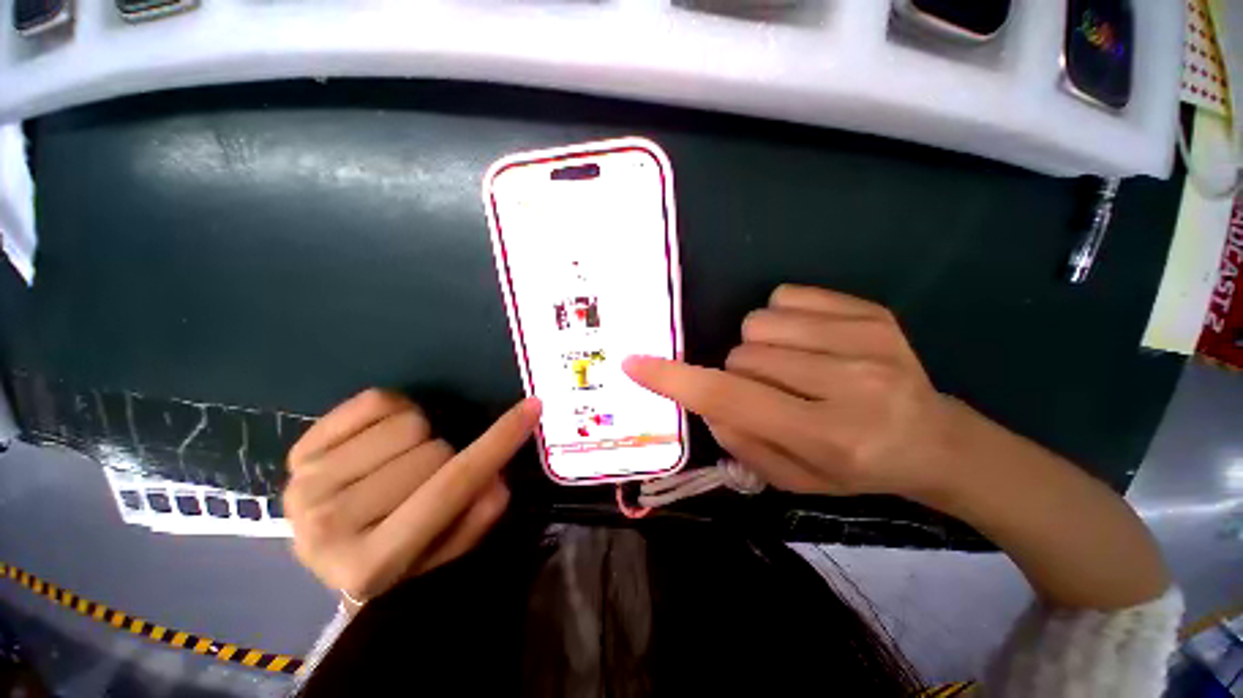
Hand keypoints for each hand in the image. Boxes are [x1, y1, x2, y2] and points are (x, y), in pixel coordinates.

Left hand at [284, 389, 540, 602]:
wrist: (328, 548)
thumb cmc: (396, 553)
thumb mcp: (446, 548)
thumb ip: (478, 516)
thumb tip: (495, 475)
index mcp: (373, 564)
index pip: (453, 486)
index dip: (499, 442)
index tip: (532, 408)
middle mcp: (331, 526)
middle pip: (434, 451)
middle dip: (449, 456)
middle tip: (434, 474)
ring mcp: (308, 485)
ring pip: (408, 424)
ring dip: (421, 436)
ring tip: (405, 459)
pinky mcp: (298, 451)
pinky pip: (376, 401)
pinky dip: (396, 409)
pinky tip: (384, 438)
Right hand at [623, 284, 962, 499]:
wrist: (936, 440)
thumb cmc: (858, 469)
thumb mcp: (791, 478)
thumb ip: (738, 440)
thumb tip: (704, 398)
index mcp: (828, 435)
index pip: (731, 399)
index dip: (676, 381)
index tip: (635, 364)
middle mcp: (848, 382)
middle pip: (741, 356)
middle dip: (738, 375)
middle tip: (770, 393)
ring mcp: (864, 338)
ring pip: (758, 324)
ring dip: (759, 349)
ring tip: (791, 368)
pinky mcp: (870, 310)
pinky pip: (786, 297)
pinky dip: (782, 319)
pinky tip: (809, 342)